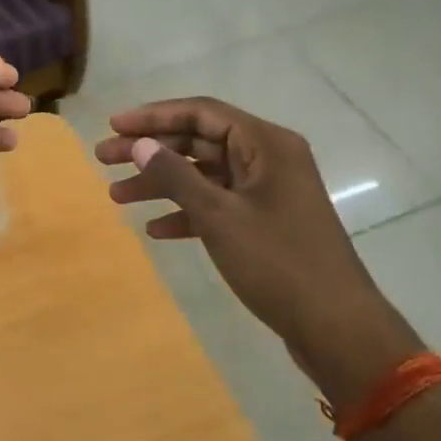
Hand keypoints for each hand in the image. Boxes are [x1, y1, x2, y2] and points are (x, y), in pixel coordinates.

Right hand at [95, 98, 421, 402]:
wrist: (337, 328)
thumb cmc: (278, 262)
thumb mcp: (219, 216)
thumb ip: (175, 176)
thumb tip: (138, 143)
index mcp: (266, 144)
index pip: (201, 112)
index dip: (153, 116)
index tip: (113, 125)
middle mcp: (268, 159)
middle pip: (199, 141)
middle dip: (150, 150)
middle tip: (103, 159)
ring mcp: (267, 193)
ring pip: (204, 175)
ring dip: (161, 184)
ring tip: (116, 196)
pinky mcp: (264, 223)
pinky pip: (217, 205)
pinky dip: (186, 213)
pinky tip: (155, 229)